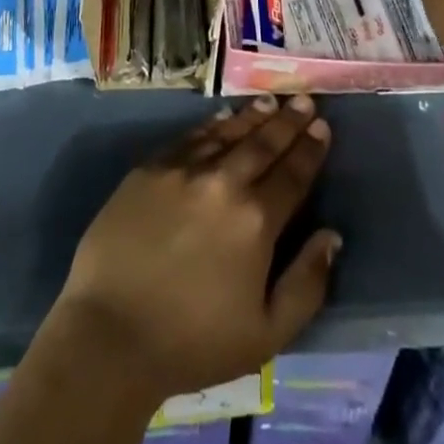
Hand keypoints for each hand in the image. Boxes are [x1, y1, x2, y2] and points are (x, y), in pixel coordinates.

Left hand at [48, 95, 340, 404]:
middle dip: (288, 121)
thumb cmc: (193, 342)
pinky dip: (212, 125)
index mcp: (255, 221)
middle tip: (305, 100)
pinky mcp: (150, 168)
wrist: (111, 332)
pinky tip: (222, 117)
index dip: (309, 149)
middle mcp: (223, 182)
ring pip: (227, 133)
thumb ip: (306, 284)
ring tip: (271, 101)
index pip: (292, 175)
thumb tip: (331, 236)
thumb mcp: (267, 334)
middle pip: (263, 144)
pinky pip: (190, 138)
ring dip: (253, 116)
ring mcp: (183, 169)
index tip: (323, 127)